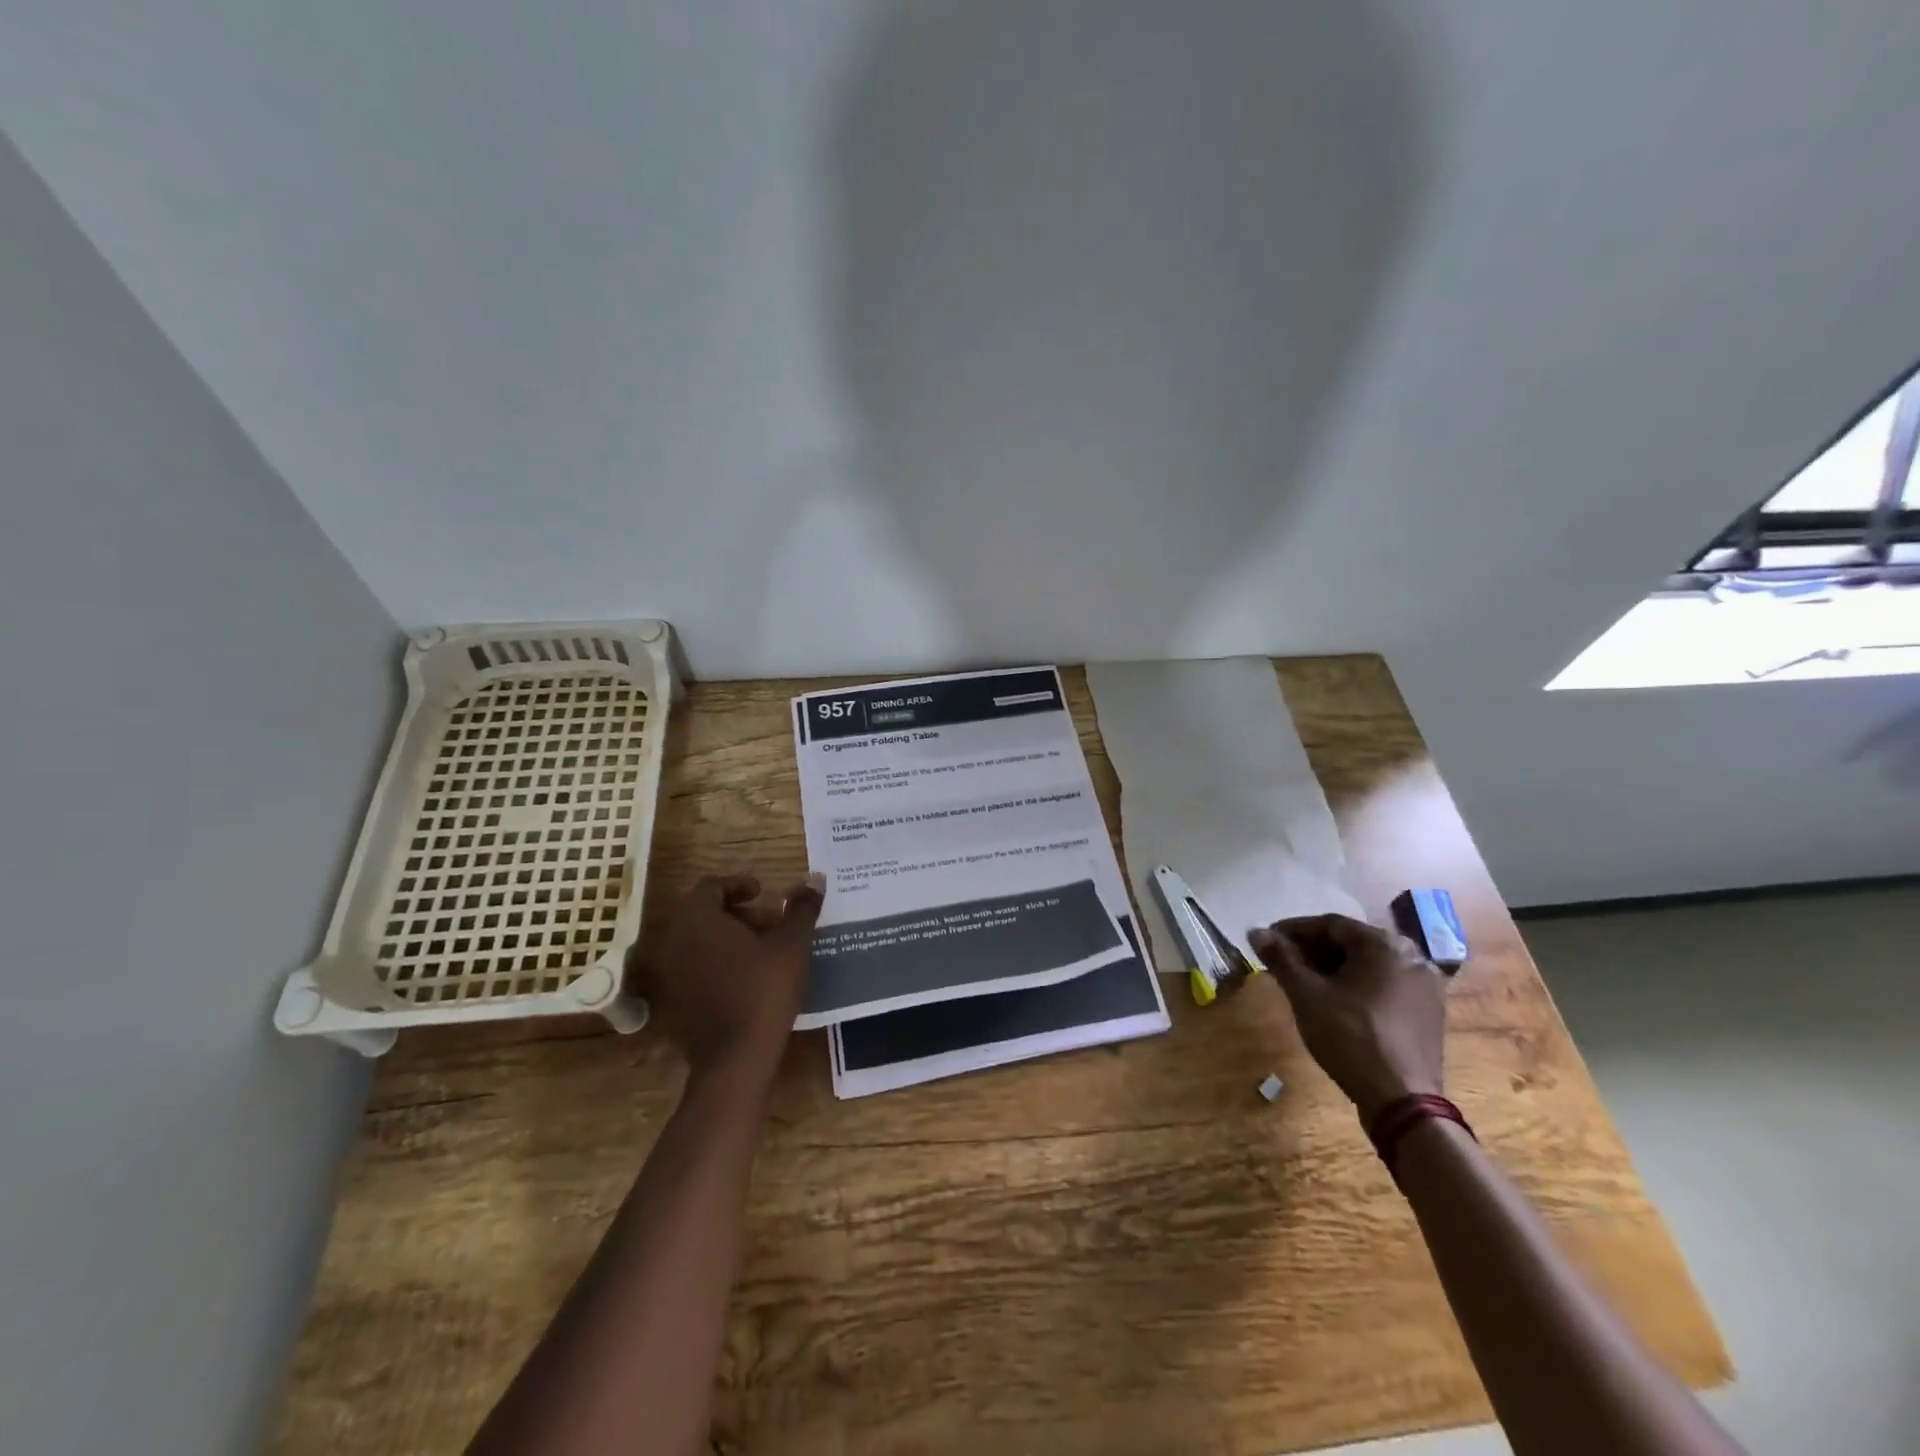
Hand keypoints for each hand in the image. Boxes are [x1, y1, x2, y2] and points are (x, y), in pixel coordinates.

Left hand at [632, 873, 824, 1082]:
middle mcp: (674, 940)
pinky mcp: (671, 1002)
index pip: (711, 886)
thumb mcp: (792, 945)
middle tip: (766, 922)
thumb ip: (801, 908)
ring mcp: (669, 974)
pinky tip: (742, 979)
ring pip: (696, 941)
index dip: (738, 884)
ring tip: (759, 951)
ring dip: (724, 938)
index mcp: (698, 919)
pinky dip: (714, 964)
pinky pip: (692, 969)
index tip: (763, 894)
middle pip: (701, 913)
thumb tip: (814, 879)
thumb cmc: (764, 990)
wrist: (735, 1058)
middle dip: (734, 912)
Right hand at [1249, 913, 1446, 1121]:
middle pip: (1351, 943)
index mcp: (1385, 944)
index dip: (1293, 931)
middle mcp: (1412, 956)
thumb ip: (1281, 958)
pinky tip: (1336, 1001)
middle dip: (1313, 951)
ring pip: (1369, 965)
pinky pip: (1385, 984)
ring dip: (1334, 968)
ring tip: (1304, 983)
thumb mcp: (1306, 994)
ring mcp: (1426, 985)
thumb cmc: (1350, 1037)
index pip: (1330, 924)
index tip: (1267, 942)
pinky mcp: (1429, 1011)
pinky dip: (1357, 985)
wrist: (1402, 1101)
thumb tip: (1255, 932)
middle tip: (1282, 964)